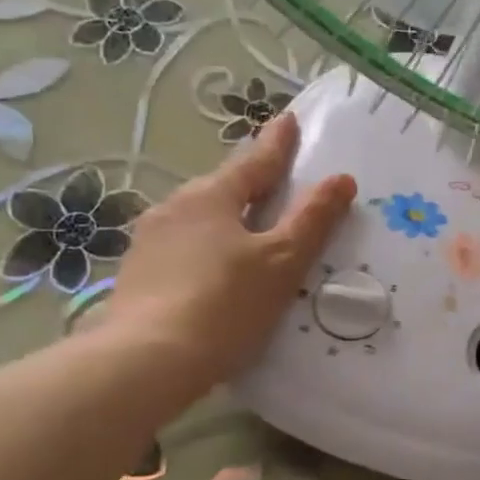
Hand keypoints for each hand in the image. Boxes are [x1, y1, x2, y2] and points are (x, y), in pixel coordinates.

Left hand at [99, 113, 354, 413]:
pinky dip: (205, 249)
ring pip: (199, 219)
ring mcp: (150, 241)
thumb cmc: (226, 304)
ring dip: (225, 218)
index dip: (278, 143)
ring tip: (245, 231)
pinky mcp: (137, 275)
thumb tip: (342, 179)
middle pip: (223, 188)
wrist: (148, 360)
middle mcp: (175, 208)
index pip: (255, 161)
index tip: (289, 119)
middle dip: (249, 183)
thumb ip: (313, 219)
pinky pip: (183, 248)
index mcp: (212, 196)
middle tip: (274, 182)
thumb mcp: (282, 261)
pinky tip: (213, 272)